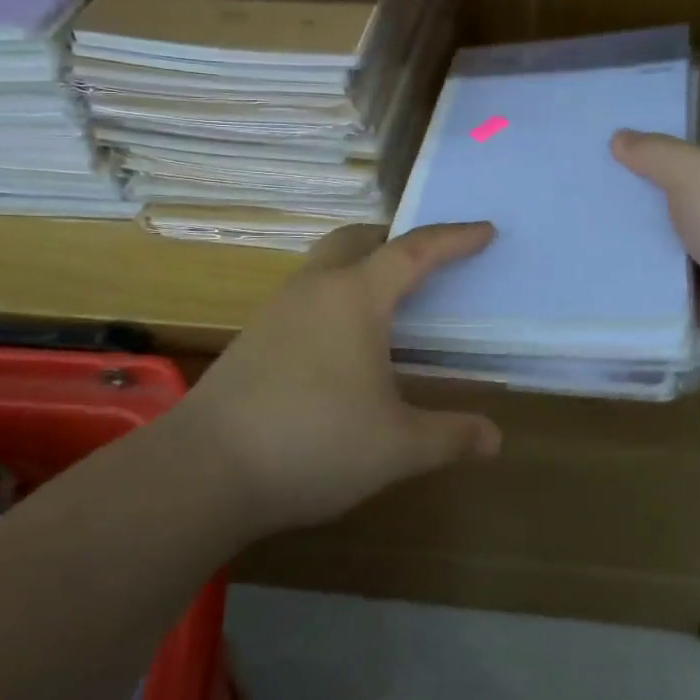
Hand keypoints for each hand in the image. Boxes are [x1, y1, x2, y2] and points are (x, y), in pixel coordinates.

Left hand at [179, 222, 502, 536]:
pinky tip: (341, 340)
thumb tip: (495, 439)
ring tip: (386, 298)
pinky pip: (305, 293)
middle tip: (425, 256)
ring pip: (325, 263)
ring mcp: (277, 309)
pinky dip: (334, 294)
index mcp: (355, 297)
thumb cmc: (312, 443)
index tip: (485, 230)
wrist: (204, 470)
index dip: (454, 238)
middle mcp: (315, 288)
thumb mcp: (396, 447)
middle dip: (396, 237)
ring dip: (360, 264)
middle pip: (358, 238)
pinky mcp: (254, 336)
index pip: (414, 251)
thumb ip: (449, 437)